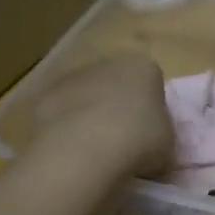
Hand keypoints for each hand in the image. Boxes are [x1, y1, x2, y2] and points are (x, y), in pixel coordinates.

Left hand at [30, 54, 173, 178]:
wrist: (86, 150)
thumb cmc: (140, 141)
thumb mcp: (169, 145)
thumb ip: (161, 138)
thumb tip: (154, 148)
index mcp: (144, 68)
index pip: (151, 83)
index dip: (151, 109)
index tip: (150, 133)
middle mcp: (108, 63)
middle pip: (116, 84)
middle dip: (118, 107)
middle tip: (123, 142)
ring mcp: (73, 77)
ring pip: (86, 96)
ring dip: (89, 116)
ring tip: (94, 151)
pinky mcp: (45, 96)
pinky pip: (61, 112)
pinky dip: (65, 127)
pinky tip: (70, 151)